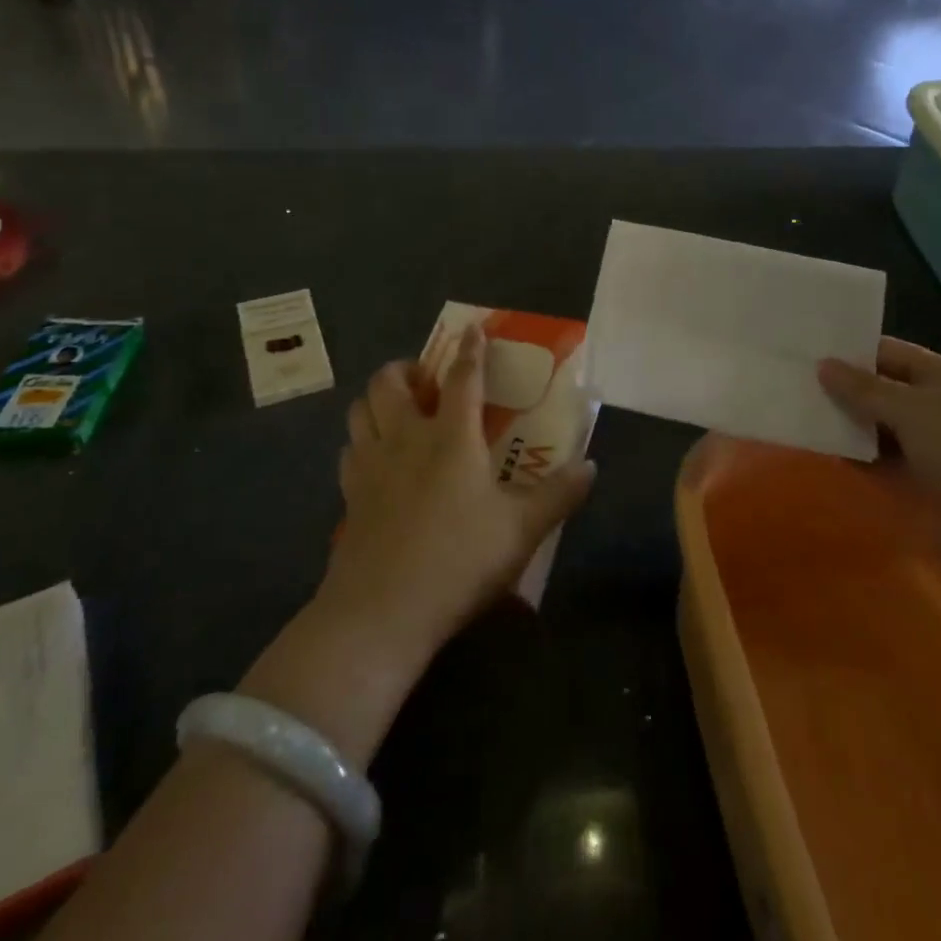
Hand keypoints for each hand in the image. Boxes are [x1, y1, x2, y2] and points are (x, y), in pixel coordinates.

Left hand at [319, 325, 595, 662]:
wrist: (381, 612)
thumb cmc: (458, 560)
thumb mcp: (521, 530)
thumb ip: (558, 495)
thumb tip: (591, 467)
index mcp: (451, 438)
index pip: (463, 379)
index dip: (471, 350)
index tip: (472, 328)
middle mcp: (405, 439)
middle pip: (390, 382)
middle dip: (405, 369)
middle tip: (425, 382)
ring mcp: (370, 466)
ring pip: (360, 410)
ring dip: (377, 400)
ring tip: (398, 412)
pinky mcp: (349, 495)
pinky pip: (349, 450)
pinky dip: (362, 442)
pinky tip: (378, 461)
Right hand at [817, 336, 940, 516]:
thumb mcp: (911, 408)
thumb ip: (863, 388)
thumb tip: (823, 365)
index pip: (890, 353)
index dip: (852, 351)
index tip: (809, 351)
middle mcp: (938, 407)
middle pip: (882, 391)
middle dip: (844, 390)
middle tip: (794, 384)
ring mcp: (932, 447)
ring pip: (879, 429)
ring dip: (847, 426)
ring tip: (799, 416)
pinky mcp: (924, 484)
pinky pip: (881, 464)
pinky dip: (857, 459)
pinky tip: (824, 454)